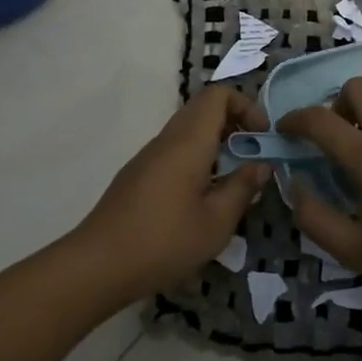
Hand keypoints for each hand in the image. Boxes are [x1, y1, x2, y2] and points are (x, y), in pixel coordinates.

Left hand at [73, 87, 269, 305]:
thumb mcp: (216, 222)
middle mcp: (167, 140)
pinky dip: (197, 159)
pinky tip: (203, 198)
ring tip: (234, 180)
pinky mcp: (138, 176)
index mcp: (188, 142)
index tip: (263, 137)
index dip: (246, 106)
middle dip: (234, 124)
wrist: (98, 265)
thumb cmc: (164, 241)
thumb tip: (262, 166)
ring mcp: (148, 157)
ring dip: (215, 144)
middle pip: (203, 109)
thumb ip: (242, 188)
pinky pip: (174, 151)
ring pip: (187, 131)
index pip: (218, 95)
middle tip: (254, 155)